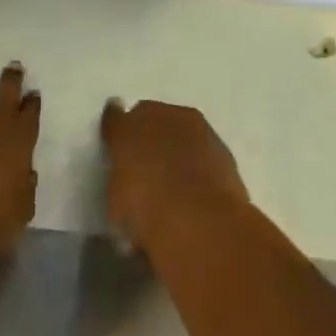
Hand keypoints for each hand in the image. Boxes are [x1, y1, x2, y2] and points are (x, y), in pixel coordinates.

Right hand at [100, 99, 248, 249]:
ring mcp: (193, 126)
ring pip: (178, 129)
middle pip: (149, 117)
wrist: (202, 220)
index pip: (114, 118)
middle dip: (147, 135)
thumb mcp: (117, 203)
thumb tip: (127, 180)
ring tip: (174, 177)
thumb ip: (119, 181)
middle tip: (146, 164)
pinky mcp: (221, 144)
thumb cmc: (147, 212)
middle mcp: (158, 116)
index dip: (115, 132)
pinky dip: (197, 159)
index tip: (115, 145)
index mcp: (125, 127)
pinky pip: (200, 147)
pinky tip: (197, 184)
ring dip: (175, 144)